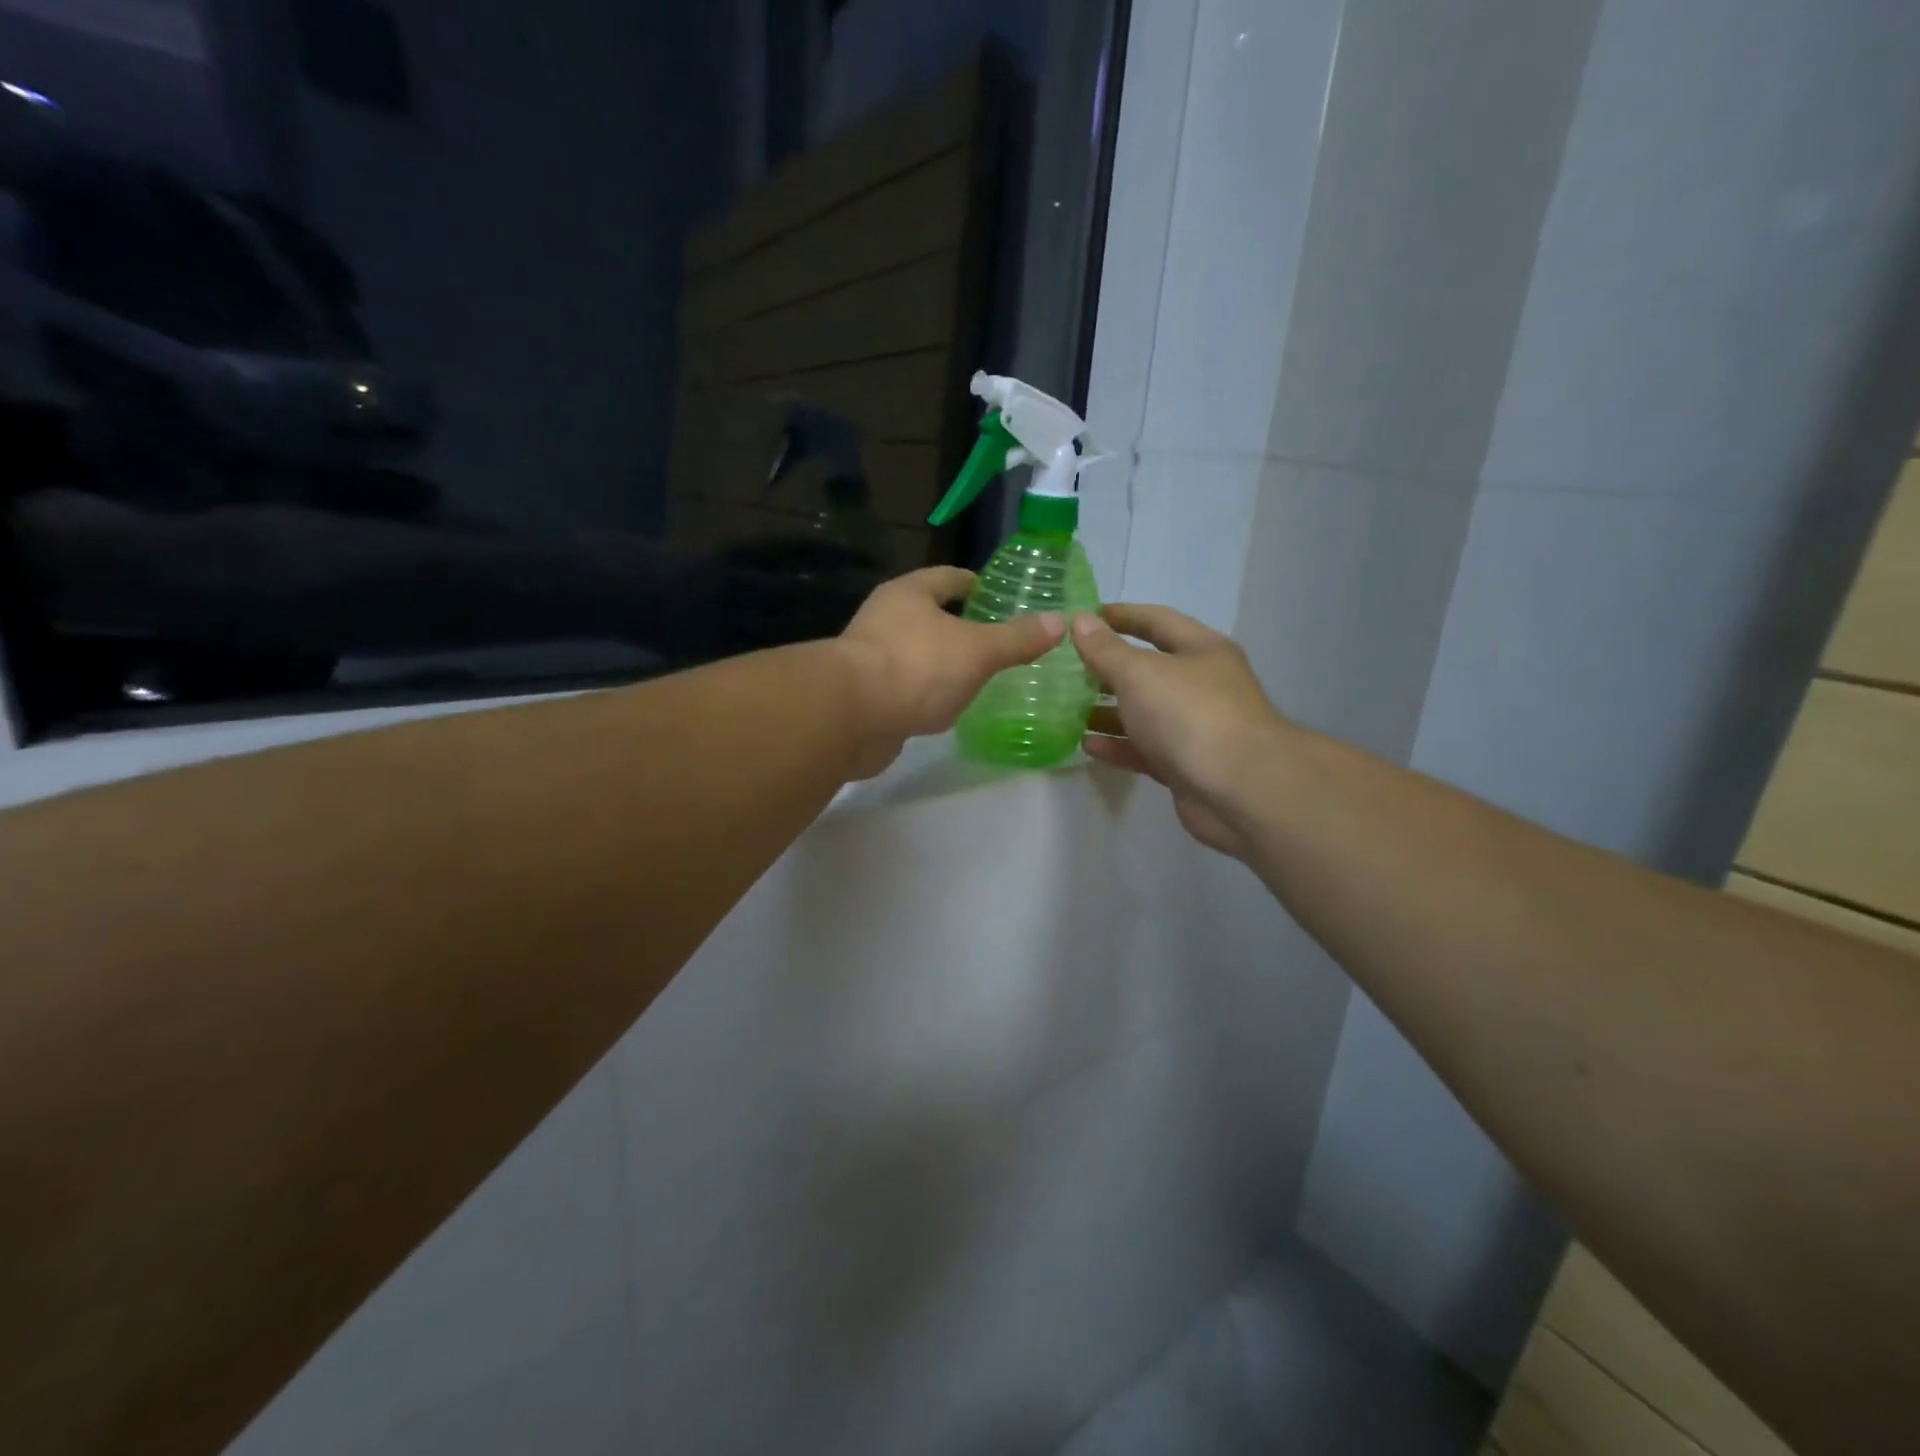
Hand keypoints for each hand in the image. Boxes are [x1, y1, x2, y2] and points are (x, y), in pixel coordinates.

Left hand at [838, 567, 1065, 777]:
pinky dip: (929, 695)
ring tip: (982, 677)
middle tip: (1000, 642)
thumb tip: (1059, 621)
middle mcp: (885, 619)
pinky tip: (951, 709)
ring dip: (944, 664)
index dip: (976, 584)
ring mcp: (872, 659)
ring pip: (919, 654)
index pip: (949, 577)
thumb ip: (1016, 639)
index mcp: (909, 594)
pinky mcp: (867, 696)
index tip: (1002, 597)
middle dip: (963, 627)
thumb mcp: (977, 650)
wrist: (850, 718)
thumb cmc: (916, 668)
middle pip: (930, 616)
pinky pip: (907, 688)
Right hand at [1072, 605, 1288, 857]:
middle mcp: (1201, 685)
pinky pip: (1144, 749)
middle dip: (1106, 669)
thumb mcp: (1140, 673)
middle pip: (1148, 669)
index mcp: (1200, 650)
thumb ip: (1106, 650)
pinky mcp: (1184, 766)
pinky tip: (1086, 745)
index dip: (1120, 616)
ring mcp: (1194, 728)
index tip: (1083, 617)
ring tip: (1066, 709)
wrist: (1238, 789)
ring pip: (1143, 713)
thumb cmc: (1190, 714)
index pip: (1156, 621)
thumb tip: (1081, 621)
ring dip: (1107, 711)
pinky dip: (1117, 746)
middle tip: (1064, 669)